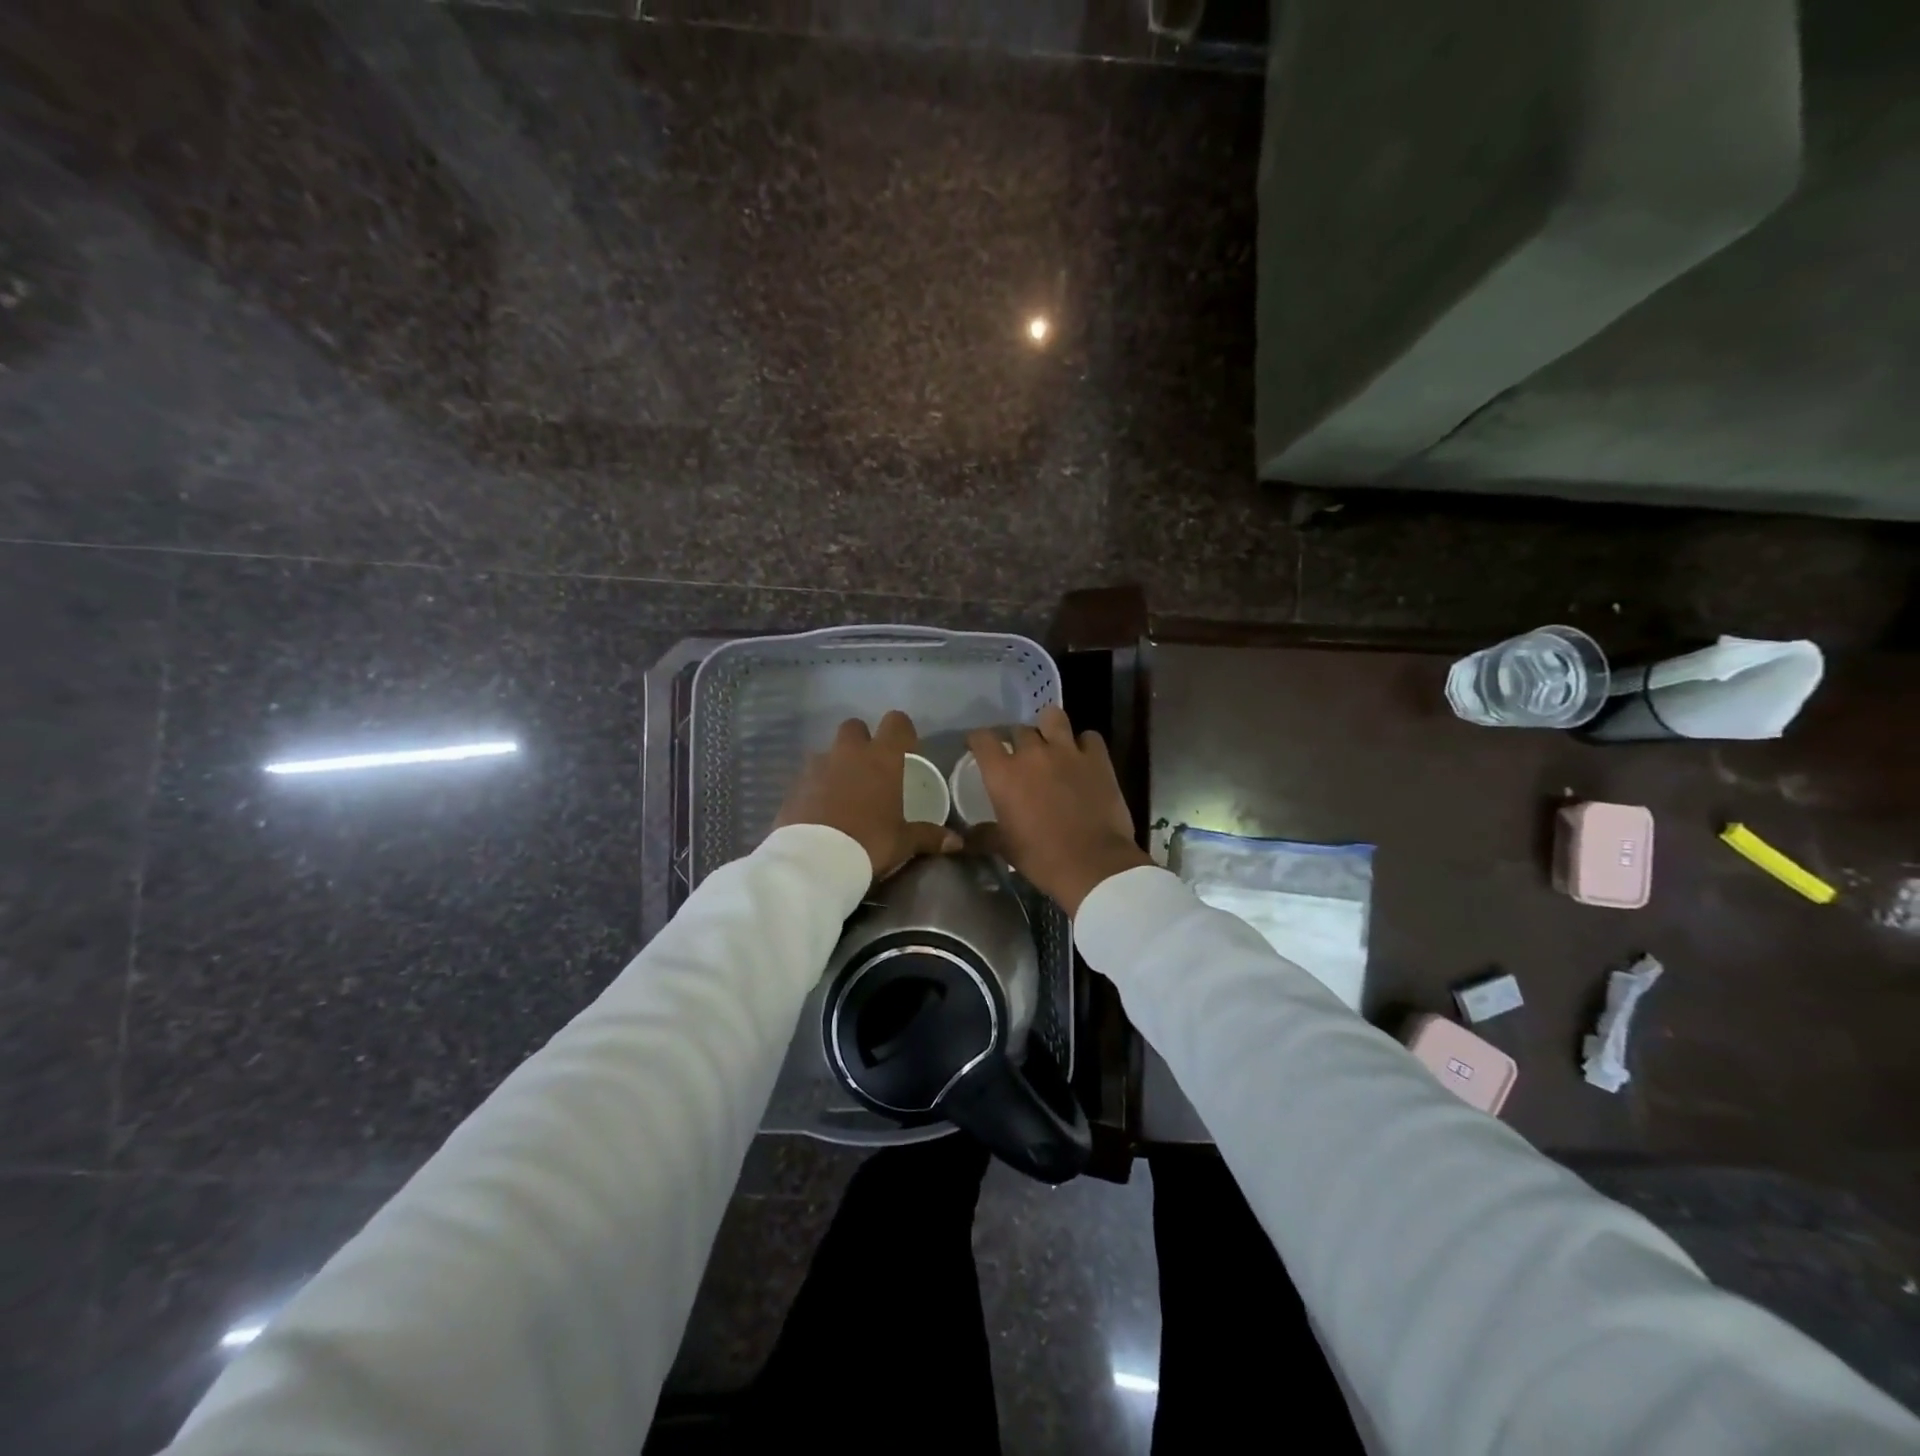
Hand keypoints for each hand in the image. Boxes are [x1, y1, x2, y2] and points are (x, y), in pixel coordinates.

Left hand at [775, 710, 961, 882]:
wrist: (815, 860)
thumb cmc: (869, 843)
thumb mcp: (904, 842)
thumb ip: (929, 836)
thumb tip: (957, 842)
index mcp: (882, 759)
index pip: (896, 722)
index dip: (902, 731)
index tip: (906, 749)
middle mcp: (849, 753)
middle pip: (855, 726)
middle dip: (862, 740)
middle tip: (870, 768)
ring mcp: (817, 766)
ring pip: (829, 750)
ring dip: (837, 763)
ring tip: (844, 792)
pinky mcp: (794, 785)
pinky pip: (809, 776)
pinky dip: (816, 786)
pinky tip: (821, 809)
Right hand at [967, 706, 1149, 916]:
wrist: (1093, 864)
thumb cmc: (1042, 858)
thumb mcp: (1005, 847)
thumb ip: (984, 835)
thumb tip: (965, 837)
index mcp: (1004, 774)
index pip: (982, 739)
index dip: (978, 740)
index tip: (978, 747)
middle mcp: (1033, 753)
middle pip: (1018, 729)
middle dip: (1016, 740)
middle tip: (1020, 756)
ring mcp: (1067, 751)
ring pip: (1053, 717)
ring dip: (1049, 728)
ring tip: (1052, 743)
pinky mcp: (1098, 758)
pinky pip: (1089, 737)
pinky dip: (1085, 745)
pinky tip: (1084, 758)